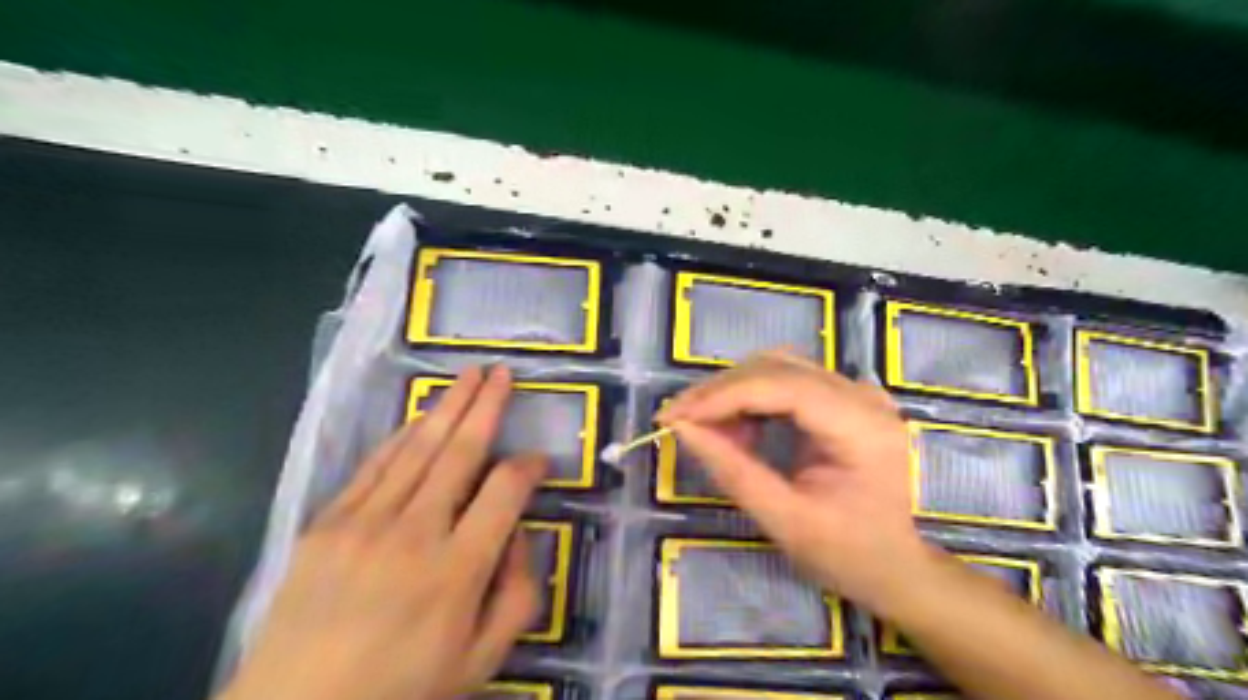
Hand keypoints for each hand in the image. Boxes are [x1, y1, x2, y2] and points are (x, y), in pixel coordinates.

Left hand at [220, 364, 549, 698]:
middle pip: (461, 451)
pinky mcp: (328, 523)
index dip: (529, 466)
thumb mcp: (482, 661)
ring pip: (418, 448)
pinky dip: (401, 436)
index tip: (540, 460)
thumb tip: (520, 535)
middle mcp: (415, 533)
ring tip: (468, 375)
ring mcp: (365, 523)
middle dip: (486, 407)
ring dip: (447, 406)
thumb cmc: (401, 690)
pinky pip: (374, 466)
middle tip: (502, 373)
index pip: (505, 491)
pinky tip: (420, 417)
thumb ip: (517, 595)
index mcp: (458, 569)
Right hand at [658, 353, 930, 608]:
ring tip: (708, 428)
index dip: (722, 395)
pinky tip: (738, 426)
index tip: (674, 416)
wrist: (895, 564)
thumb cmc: (846, 553)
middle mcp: (863, 396)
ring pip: (778, 366)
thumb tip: (682, 428)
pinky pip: (787, 379)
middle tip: (680, 421)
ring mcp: (857, 391)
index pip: (782, 386)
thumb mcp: (783, 520)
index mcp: (861, 428)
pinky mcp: (844, 397)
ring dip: (733, 391)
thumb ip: (732, 470)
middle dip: (720, 391)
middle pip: (777, 367)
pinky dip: (752, 397)